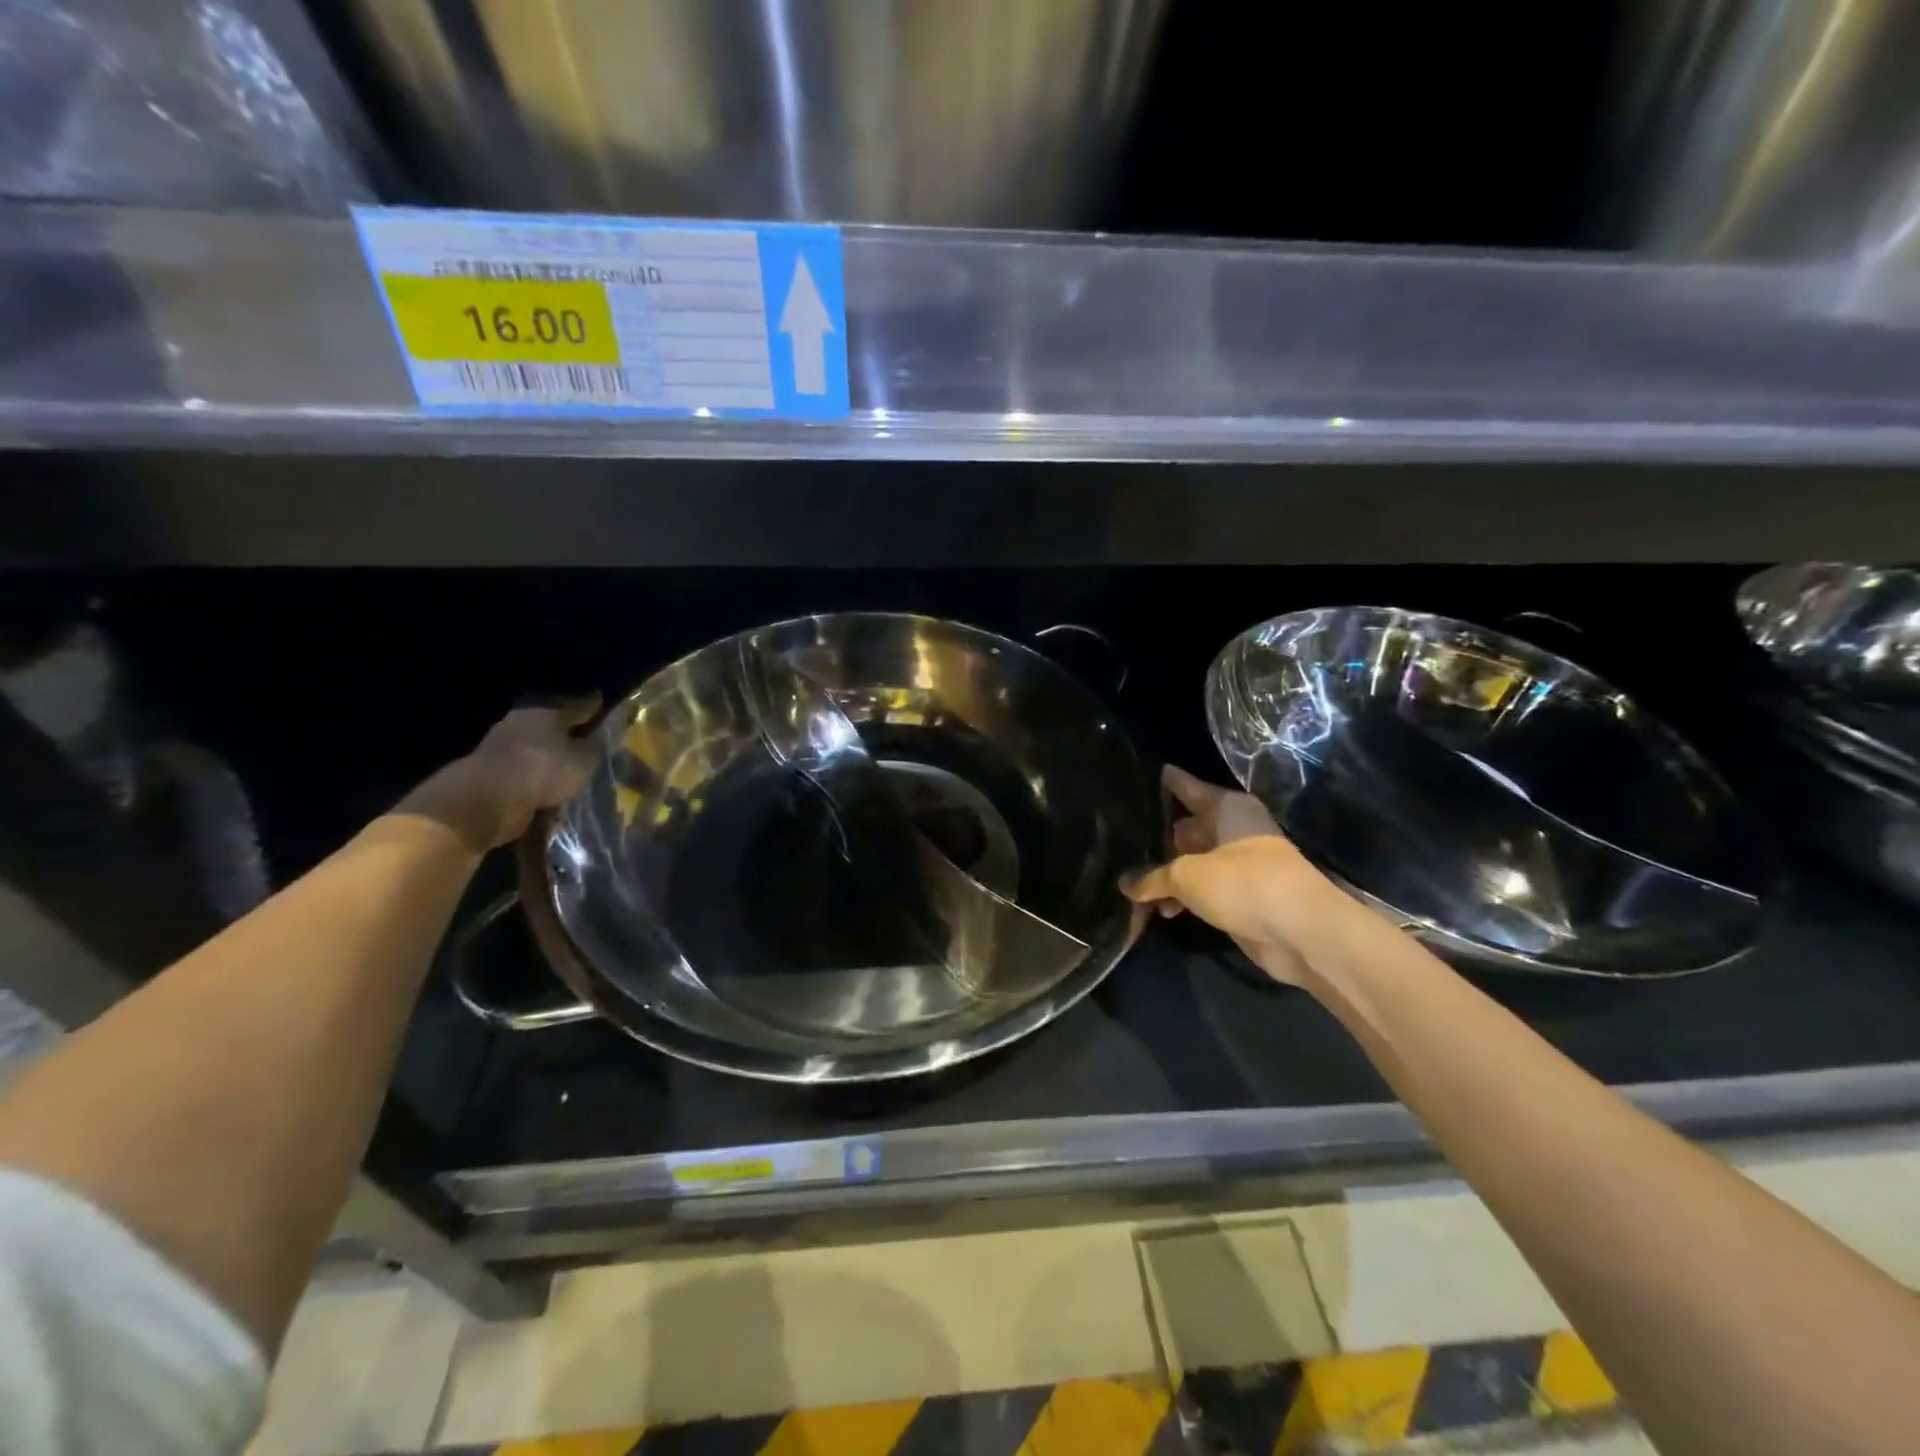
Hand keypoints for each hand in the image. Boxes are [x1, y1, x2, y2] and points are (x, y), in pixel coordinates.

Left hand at [460, 698, 602, 844]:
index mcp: (546, 712)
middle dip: (569, 734)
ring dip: (552, 759)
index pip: (577, 706)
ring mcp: (502, 747)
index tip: (602, 702)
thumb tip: (602, 741)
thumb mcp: (584, 759)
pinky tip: (551, 788)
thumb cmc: (544, 769)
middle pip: (553, 727)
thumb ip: (596, 748)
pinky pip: (525, 773)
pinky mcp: (490, 773)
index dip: (592, 706)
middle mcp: (522, 723)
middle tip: (589, 741)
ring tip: (572, 771)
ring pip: (537, 750)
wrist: (487, 799)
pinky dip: (537, 779)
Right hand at [1123, 765, 1343, 986]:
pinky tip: (1153, 909)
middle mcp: (1232, 830)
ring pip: (1191, 861)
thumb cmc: (1244, 883)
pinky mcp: (1238, 897)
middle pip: (1186, 825)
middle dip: (1156, 835)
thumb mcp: (1187, 875)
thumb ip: (1153, 877)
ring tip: (1126, 880)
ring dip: (1165, 873)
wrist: (1301, 932)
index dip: (1165, 781)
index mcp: (1227, 808)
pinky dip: (1180, 897)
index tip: (1140, 772)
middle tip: (1118, 837)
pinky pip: (1199, 890)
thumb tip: (1125, 884)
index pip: (1187, 787)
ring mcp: (1237, 865)